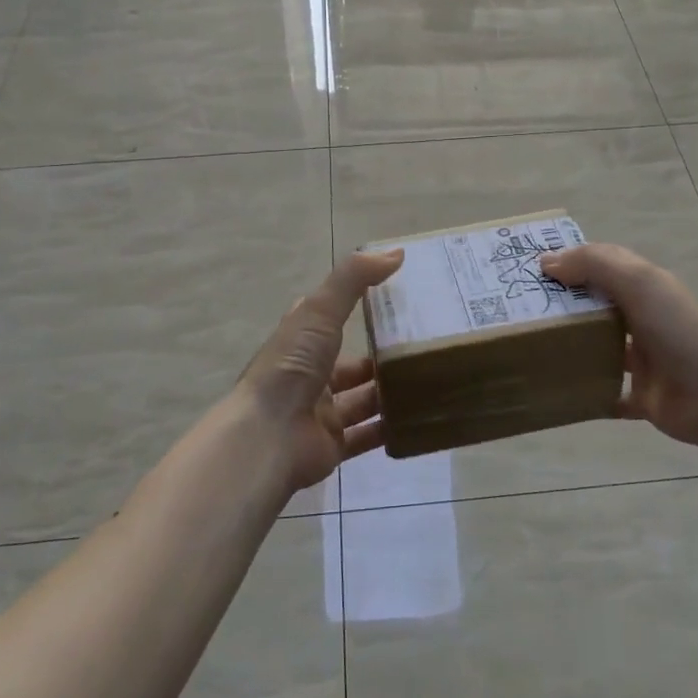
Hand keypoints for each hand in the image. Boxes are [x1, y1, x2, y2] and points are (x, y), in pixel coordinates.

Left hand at [235, 250, 403, 493]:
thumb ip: (354, 279)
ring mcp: (320, 412)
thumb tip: (396, 252)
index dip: (356, 306)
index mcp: (301, 341)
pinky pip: (367, 436)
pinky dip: (390, 428)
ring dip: (390, 391)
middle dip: (381, 356)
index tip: (395, 299)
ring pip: (362, 399)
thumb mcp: (320, 311)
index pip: (329, 318)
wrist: (268, 438)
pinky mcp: (333, 446)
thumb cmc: (291, 367)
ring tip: (430, 379)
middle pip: (350, 363)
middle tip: (424, 346)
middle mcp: (309, 375)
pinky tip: (420, 417)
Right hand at [541, 244, 697, 456]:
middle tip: (521, 310)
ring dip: (573, 348)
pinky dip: (588, 394)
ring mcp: (644, 361)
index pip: (602, 265)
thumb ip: (594, 264)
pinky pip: (608, 394)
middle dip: (565, 306)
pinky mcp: (642, 397)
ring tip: (533, 347)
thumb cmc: (679, 330)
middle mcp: (643, 319)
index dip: (570, 262)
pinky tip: (559, 391)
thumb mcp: (639, 281)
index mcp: (644, 288)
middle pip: (597, 307)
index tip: (532, 270)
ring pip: (600, 349)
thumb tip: (547, 262)